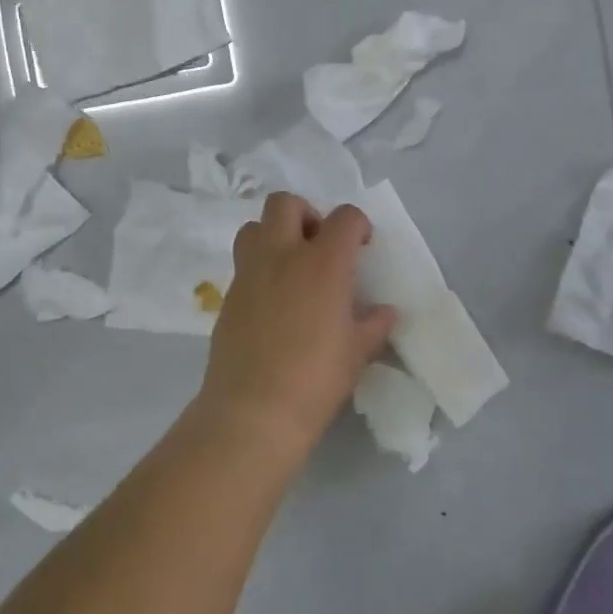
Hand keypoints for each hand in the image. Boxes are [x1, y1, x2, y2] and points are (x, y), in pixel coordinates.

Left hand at [194, 192, 397, 460]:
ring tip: (290, 267)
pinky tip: (272, 302)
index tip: (362, 246)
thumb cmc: (316, 379)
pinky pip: (243, 264)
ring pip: (253, 226)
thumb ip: (374, 325)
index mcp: (323, 263)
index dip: (357, 225)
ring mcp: (249, 273)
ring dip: (274, 235)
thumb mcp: (357, 353)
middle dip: (306, 214)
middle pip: (285, 203)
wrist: (254, 410)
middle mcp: (282, 255)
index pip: (345, 217)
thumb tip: (385, 312)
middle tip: (319, 246)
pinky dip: (259, 269)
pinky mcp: (227, 295)